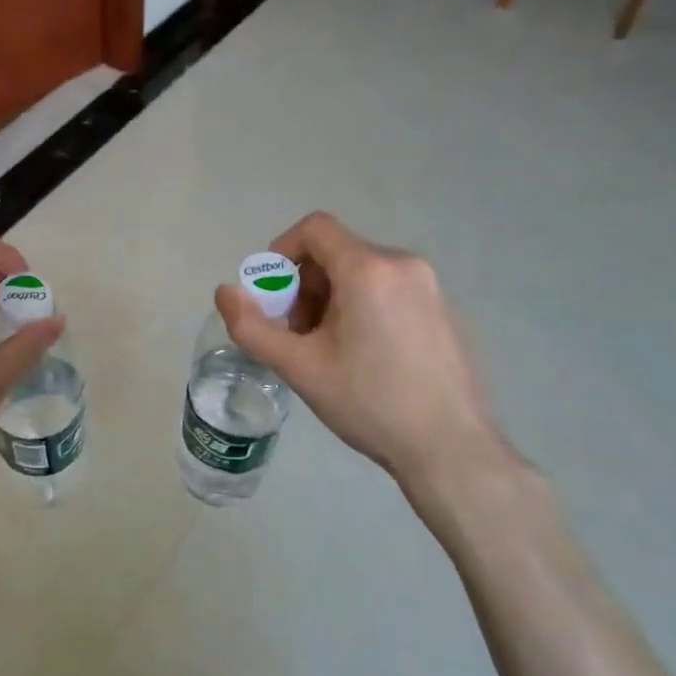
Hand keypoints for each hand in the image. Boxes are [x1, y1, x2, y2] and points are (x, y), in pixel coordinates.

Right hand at [215, 212, 536, 547]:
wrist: (450, 448)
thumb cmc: (369, 403)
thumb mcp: (299, 367)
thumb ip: (251, 327)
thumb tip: (224, 292)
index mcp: (368, 269)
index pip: (314, 228)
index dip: (281, 251)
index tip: (271, 294)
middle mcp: (404, 264)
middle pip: (336, 252)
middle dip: (304, 285)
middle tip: (296, 333)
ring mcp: (430, 286)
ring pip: (362, 271)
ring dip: (330, 297)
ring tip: (326, 348)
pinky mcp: (443, 309)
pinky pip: (389, 288)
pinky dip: (362, 305)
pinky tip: (364, 355)